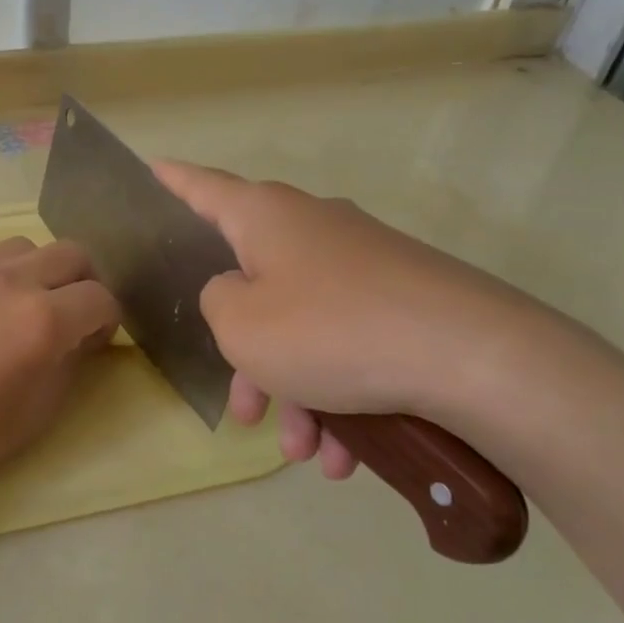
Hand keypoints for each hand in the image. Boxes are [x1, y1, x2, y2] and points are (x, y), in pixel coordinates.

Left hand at [0, 237, 120, 494]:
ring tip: (32, 304)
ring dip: (45, 270)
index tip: (96, 341)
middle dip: (87, 281)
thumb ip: (68, 365)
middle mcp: (15, 282)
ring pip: (30, 246)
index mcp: (44, 320)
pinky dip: (9, 273)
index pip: (100, 298)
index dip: (109, 320)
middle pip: (72, 253)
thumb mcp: (36, 412)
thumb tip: (80, 339)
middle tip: (75, 316)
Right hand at [155, 161, 563, 478]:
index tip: (150, 169)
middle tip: (244, 411)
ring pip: (304, 329)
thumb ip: (216, 302)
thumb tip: (237, 292)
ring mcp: (363, 264)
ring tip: (303, 452)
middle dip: (247, 357)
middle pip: (255, 285)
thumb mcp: (240, 325)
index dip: (170, 181)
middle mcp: (313, 229)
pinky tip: (345, 453)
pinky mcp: (403, 300)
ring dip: (296, 392)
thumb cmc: (330, 331)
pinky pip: (349, 345)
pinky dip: (339, 396)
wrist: (474, 358)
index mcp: (265, 217)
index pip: (202, 187)